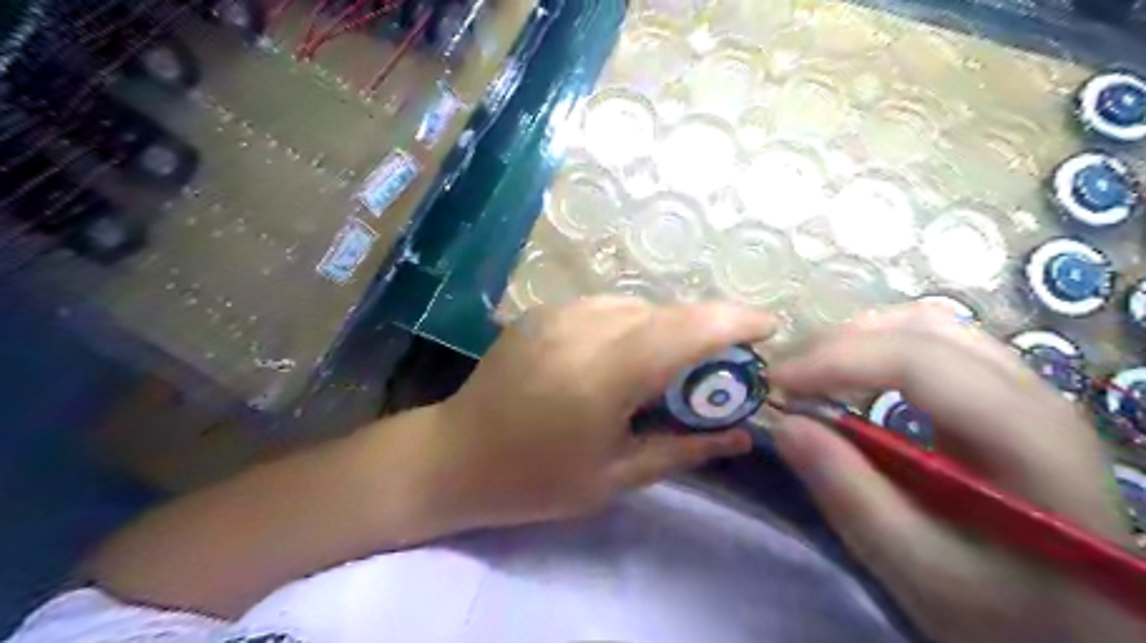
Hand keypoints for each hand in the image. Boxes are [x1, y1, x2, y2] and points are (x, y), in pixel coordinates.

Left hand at [424, 298, 772, 531]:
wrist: (455, 454)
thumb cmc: (534, 480)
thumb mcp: (615, 477)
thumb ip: (683, 450)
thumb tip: (743, 436)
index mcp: (604, 374)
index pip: (685, 329)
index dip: (734, 321)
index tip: (768, 329)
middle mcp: (584, 328)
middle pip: (667, 312)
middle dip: (707, 330)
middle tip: (720, 367)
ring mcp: (559, 312)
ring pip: (639, 306)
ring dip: (667, 329)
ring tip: (669, 368)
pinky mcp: (544, 310)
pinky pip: (608, 307)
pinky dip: (634, 325)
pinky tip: (625, 358)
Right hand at [769, 303, 1136, 642]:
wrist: (1083, 626)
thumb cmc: (1007, 609)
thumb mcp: (919, 569)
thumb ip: (850, 495)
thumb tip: (785, 424)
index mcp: (1027, 437)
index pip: (918, 361)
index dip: (836, 360)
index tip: (776, 382)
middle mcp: (1033, 393)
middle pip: (923, 328)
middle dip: (841, 342)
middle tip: (789, 378)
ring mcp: (1024, 389)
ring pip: (928, 327)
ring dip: (859, 340)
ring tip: (813, 376)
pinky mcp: (1005, 397)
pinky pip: (934, 346)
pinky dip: (879, 351)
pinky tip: (854, 384)